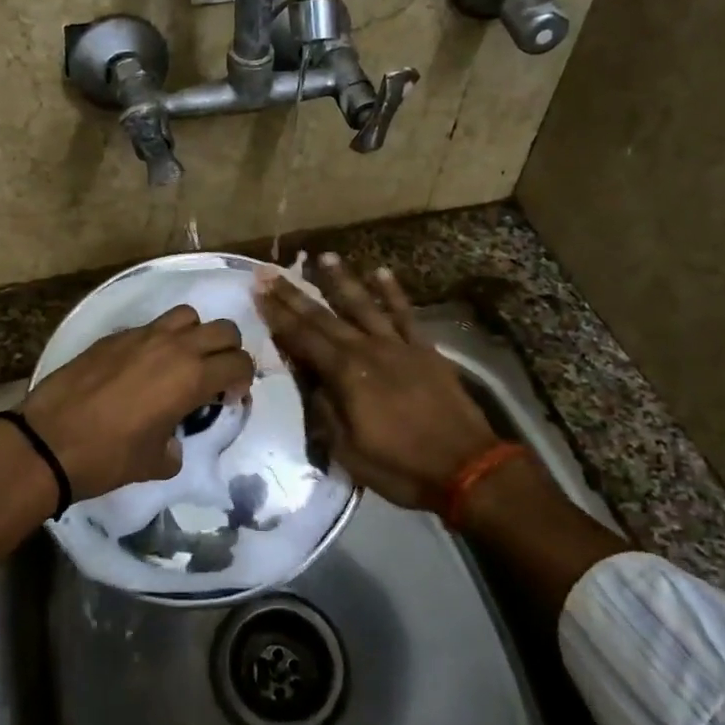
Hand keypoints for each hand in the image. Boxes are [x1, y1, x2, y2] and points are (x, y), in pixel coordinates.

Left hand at [20, 305, 254, 498]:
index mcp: (191, 377)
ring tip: (180, 363)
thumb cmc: (108, 456)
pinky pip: (151, 326)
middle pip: (223, 329)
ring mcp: (142, 336)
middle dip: (228, 352)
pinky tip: (141, 368)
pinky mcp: (115, 336)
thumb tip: (173, 441)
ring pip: (187, 316)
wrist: (49, 441)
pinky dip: (159, 340)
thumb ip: (177, 446)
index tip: (228, 399)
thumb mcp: (155, 462)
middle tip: (213, 378)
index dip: (242, 381)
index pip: (239, 363)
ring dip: (195, 335)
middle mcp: (173, 347)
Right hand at [258, 254, 499, 510]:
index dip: (277, 315)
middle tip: (270, 271)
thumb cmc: (401, 467)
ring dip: (342, 280)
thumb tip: (309, 380)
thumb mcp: (348, 450)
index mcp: (345, 374)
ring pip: (364, 305)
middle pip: (324, 316)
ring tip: (324, 256)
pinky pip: (406, 314)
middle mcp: (367, 350)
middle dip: (294, 293)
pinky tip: (381, 271)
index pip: (302, 338)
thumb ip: (325, 410)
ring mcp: (398, 345)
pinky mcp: (425, 349)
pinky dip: (393, 292)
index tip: (258, 291)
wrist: (467, 468)